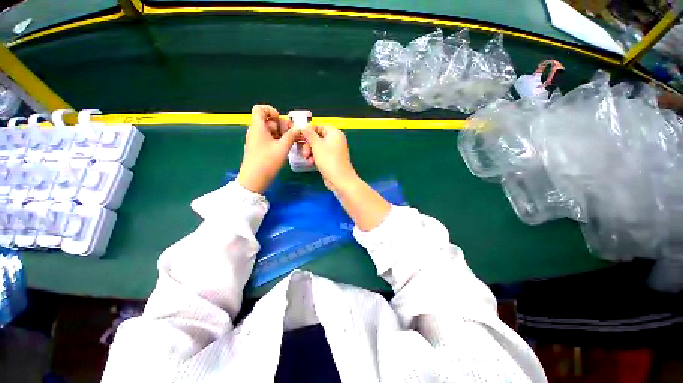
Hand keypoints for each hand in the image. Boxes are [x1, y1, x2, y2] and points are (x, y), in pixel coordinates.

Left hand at [236, 105, 299, 193]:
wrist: (254, 179)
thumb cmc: (267, 161)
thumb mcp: (282, 147)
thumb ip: (291, 136)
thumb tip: (298, 129)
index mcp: (258, 127)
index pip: (260, 109)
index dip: (271, 111)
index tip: (280, 120)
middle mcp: (256, 131)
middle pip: (269, 120)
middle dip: (282, 125)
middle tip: (292, 135)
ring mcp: (257, 140)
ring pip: (271, 131)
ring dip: (282, 134)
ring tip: (292, 142)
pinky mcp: (260, 148)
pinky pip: (270, 139)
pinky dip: (278, 140)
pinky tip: (286, 147)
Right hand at [301, 125, 389, 230]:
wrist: (340, 179)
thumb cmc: (329, 159)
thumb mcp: (316, 145)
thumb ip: (309, 134)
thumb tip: (303, 127)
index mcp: (335, 133)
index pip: (319, 126)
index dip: (308, 131)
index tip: (299, 136)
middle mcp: (335, 140)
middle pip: (317, 137)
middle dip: (308, 144)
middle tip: (303, 152)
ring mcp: (334, 151)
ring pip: (318, 147)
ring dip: (310, 152)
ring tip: (307, 158)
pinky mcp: (332, 160)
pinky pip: (321, 155)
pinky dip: (315, 157)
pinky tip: (311, 163)